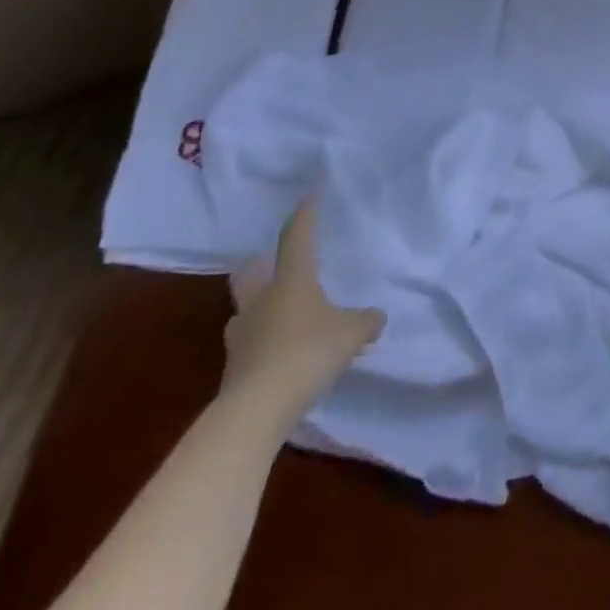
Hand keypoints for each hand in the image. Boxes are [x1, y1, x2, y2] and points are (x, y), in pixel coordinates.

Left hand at [222, 201, 384, 419]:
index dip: (304, 216)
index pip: (296, 237)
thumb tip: (376, 317)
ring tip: (283, 316)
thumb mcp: (352, 333)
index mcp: (290, 280)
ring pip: (247, 310)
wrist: (255, 411)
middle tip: (275, 263)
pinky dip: (264, 344)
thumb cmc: (307, 353)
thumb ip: (366, 321)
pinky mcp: (234, 369)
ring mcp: (241, 335)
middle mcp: (260, 300)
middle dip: (261, 265)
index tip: (309, 197)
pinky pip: (251, 345)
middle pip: (251, 272)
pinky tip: (283, 357)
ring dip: (260, 309)